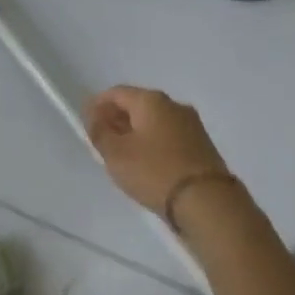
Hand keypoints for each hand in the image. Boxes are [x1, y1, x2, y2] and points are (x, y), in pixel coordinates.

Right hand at [86, 85, 230, 215]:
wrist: (207, 201)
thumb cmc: (154, 172)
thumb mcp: (116, 154)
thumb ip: (100, 132)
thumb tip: (95, 116)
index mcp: (151, 100)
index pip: (116, 93)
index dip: (98, 105)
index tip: (87, 123)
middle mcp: (174, 105)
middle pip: (137, 105)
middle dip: (117, 119)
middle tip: (102, 140)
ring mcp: (192, 125)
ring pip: (154, 121)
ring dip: (135, 132)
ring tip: (122, 154)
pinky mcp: (202, 145)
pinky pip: (169, 136)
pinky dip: (153, 143)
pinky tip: (146, 162)